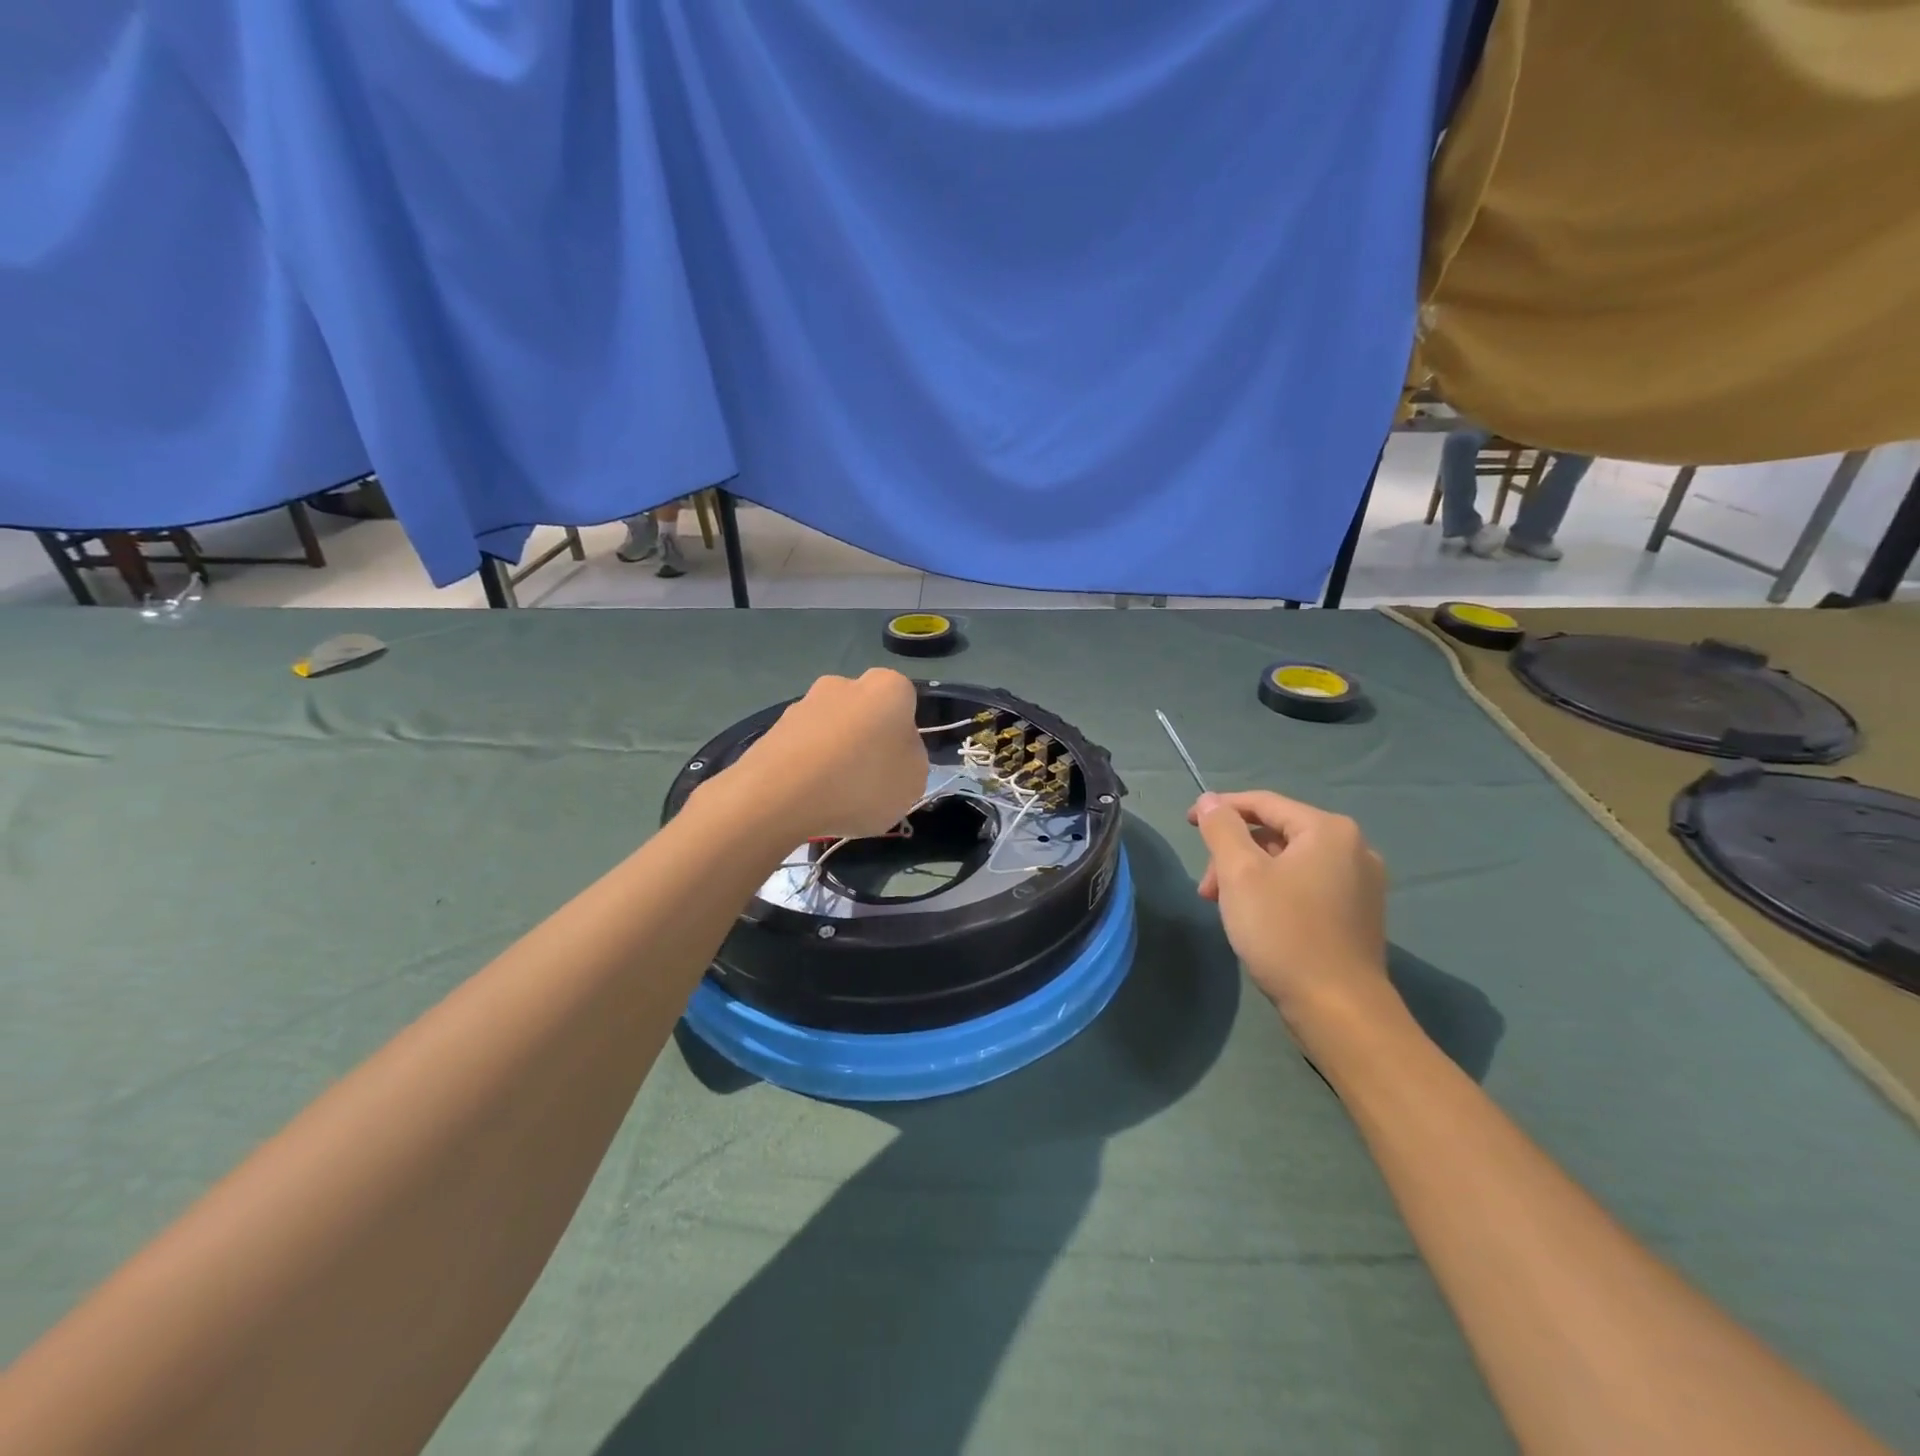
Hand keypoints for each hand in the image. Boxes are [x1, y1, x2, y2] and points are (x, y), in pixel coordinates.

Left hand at [722, 669, 928, 841]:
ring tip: (834, 797)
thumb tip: (894, 754)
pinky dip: (808, 768)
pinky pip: (804, 748)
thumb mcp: (914, 781)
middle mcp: (844, 684)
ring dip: (836, 755)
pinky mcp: (773, 728)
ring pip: (832, 730)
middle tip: (867, 782)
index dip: (905, 736)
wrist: (779, 795)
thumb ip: (912, 760)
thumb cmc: (861, 783)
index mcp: (888, 688)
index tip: (897, 766)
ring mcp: (804, 703)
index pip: (906, 703)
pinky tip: (807, 798)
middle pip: (866, 714)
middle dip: (867, 741)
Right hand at [1188, 790, 1393, 1039]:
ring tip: (1225, 908)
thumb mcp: (1240, 874)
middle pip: (1276, 833)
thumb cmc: (1284, 932)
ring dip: (1250, 876)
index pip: (1263, 803)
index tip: (1186, 823)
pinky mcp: (1359, 914)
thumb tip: (1209, 800)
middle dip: (1234, 853)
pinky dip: (1275, 891)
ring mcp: (1362, 883)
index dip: (1220, 809)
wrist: (1339, 1009)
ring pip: (1290, 862)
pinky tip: (1257, 919)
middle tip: (1206, 889)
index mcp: (1328, 830)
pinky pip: (1307, 885)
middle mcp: (1353, 848)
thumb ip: (1221, 829)